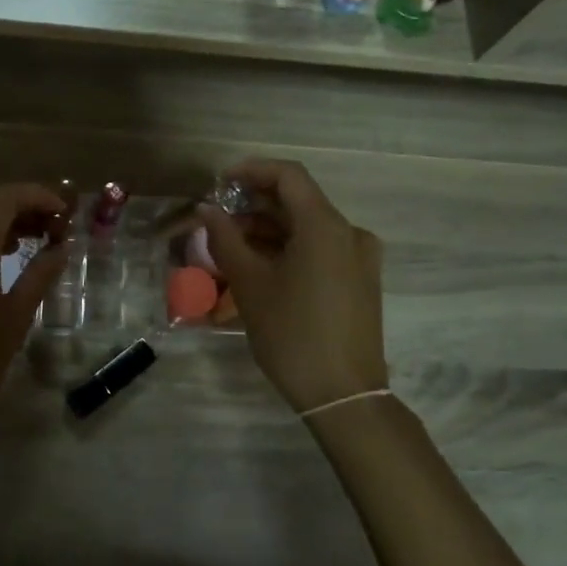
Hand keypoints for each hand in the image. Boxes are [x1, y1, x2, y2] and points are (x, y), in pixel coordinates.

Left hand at [0, 184, 68, 433]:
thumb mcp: (15, 318)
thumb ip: (40, 275)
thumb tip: (62, 247)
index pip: (3, 199)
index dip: (36, 196)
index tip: (65, 213)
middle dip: (20, 203)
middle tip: (53, 225)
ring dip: (1, 218)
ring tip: (35, 239)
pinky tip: (5, 258)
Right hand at [198, 159, 388, 412]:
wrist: (344, 395)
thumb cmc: (292, 334)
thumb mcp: (249, 285)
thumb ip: (225, 239)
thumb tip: (206, 209)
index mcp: (325, 226)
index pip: (288, 175)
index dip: (251, 171)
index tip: (219, 183)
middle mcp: (349, 232)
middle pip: (299, 200)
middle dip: (255, 205)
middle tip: (218, 220)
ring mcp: (360, 257)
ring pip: (309, 227)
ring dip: (270, 229)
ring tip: (232, 246)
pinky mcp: (361, 279)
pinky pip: (322, 248)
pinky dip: (290, 247)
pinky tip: (262, 266)